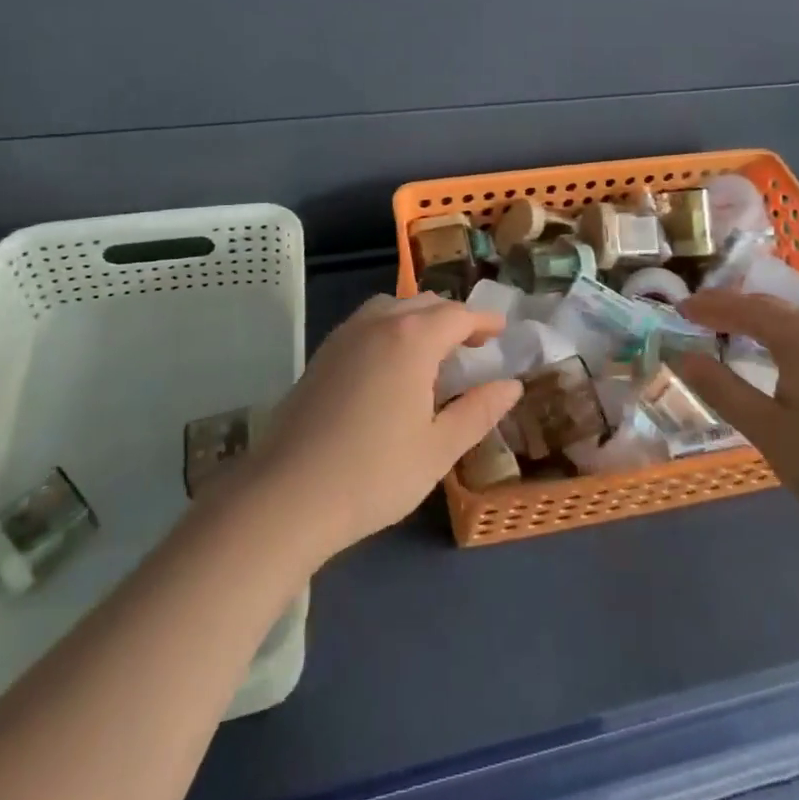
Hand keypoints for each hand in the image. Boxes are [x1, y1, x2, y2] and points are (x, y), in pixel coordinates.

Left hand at [241, 295, 521, 563]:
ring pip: (393, 307)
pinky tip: (392, 364)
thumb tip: (511, 385)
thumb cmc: (374, 474)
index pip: (458, 314)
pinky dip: (391, 327)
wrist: (287, 495)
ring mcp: (345, 335)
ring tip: (434, 350)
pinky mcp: (323, 353)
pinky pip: (368, 322)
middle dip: (454, 317)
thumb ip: (478, 411)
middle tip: (474, 343)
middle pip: (425, 304)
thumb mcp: (438, 449)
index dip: (483, 320)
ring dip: (420, 318)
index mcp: (413, 339)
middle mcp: (379, 323)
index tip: (501, 330)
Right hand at [673, 290, 798, 549]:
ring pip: (794, 321)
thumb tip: (683, 356)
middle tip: (696, 318)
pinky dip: (783, 337)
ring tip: (729, 335)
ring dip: (758, 322)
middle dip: (730, 309)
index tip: (676, 309)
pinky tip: (777, 360)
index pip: (741, 308)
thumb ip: (721, 388)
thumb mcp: (767, 431)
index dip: (706, 308)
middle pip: (769, 307)